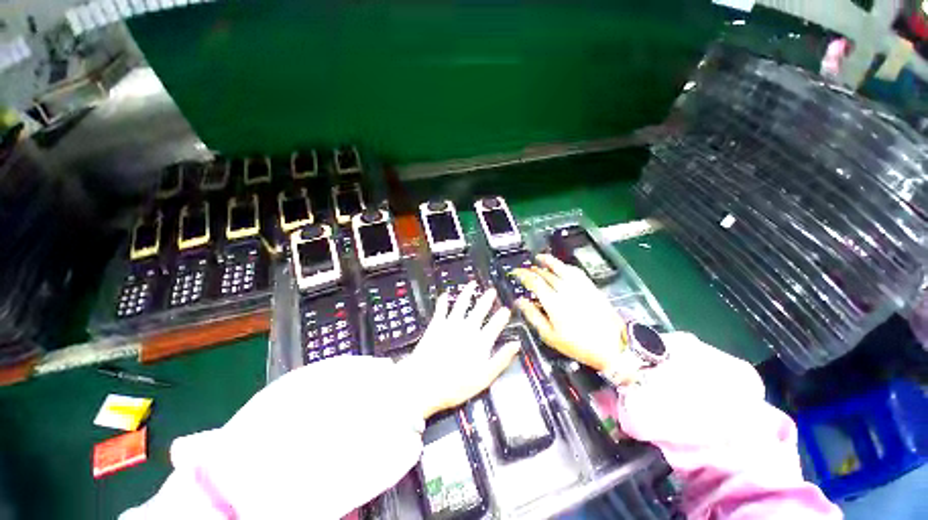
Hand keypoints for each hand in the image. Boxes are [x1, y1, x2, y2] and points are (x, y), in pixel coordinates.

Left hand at [400, 282, 516, 419]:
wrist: (424, 383)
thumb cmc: (455, 385)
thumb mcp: (484, 377)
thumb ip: (501, 359)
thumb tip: (516, 345)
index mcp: (480, 341)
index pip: (495, 325)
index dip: (502, 316)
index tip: (506, 309)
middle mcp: (467, 328)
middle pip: (480, 310)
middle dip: (487, 299)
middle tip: (492, 291)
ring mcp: (451, 324)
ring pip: (462, 303)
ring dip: (467, 292)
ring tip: (472, 284)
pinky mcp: (436, 325)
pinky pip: (441, 309)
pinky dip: (443, 301)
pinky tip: (445, 294)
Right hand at [513, 254, 628, 374]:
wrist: (612, 346)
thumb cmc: (578, 344)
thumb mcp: (550, 335)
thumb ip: (533, 316)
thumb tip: (520, 302)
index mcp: (553, 302)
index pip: (534, 281)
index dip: (522, 274)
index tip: (516, 272)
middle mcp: (565, 290)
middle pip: (546, 273)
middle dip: (533, 269)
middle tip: (525, 270)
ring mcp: (580, 286)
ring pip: (560, 267)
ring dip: (548, 261)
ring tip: (540, 258)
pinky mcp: (590, 286)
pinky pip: (575, 271)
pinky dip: (565, 266)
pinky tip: (562, 267)